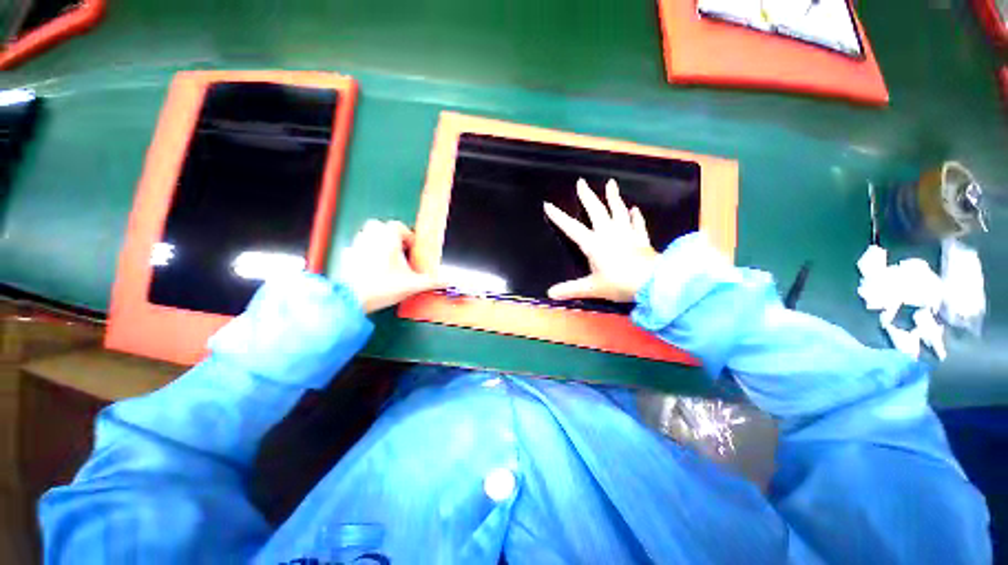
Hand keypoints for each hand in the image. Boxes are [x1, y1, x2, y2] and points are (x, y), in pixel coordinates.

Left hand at [339, 220, 441, 312]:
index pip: (398, 226)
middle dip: (389, 234)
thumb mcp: (413, 285)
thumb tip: (447, 282)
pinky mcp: (347, 257)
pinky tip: (370, 265)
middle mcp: (371, 238)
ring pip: (366, 234)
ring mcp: (356, 246)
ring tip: (385, 256)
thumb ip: (432, 282)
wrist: (354, 299)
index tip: (412, 248)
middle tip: (398, 249)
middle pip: (379, 225)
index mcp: (388, 239)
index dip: (408, 235)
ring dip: (376, 240)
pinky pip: (355, 248)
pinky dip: (363, 252)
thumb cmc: (384, 286)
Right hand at [544, 178, 658, 302]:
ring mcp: (626, 234)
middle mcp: (608, 233)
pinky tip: (634, 209)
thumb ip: (571, 289)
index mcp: (593, 244)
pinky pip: (637, 224)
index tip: (548, 204)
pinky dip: (635, 216)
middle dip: (587, 196)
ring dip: (613, 197)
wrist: (652, 282)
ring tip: (611, 183)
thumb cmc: (619, 283)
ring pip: (618, 211)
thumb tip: (550, 294)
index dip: (559, 217)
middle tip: (581, 182)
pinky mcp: (641, 239)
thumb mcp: (592, 288)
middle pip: (596, 210)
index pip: (571, 228)